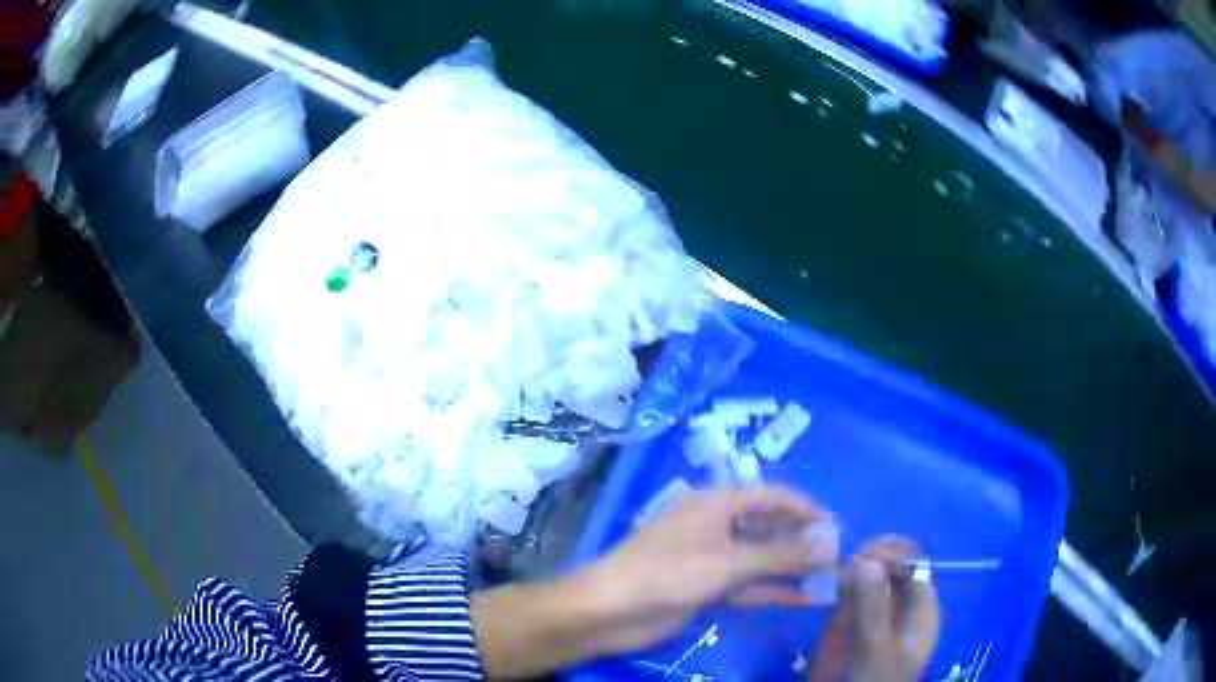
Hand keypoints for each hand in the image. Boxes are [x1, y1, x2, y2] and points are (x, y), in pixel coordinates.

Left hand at [582, 486, 837, 653]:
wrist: (612, 610)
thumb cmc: (670, 573)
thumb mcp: (729, 563)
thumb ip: (781, 557)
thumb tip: (829, 548)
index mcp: (717, 502)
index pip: (772, 496)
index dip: (806, 509)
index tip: (836, 527)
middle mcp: (716, 524)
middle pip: (768, 527)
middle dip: (801, 540)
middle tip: (836, 554)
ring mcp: (711, 557)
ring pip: (760, 558)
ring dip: (790, 567)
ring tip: (828, 575)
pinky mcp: (706, 586)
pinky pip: (747, 584)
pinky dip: (772, 590)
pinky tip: (802, 598)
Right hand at [809, 536, 941, 681]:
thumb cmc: (873, 681)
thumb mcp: (876, 650)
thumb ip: (874, 609)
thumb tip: (867, 561)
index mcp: (920, 606)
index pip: (914, 563)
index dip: (893, 553)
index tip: (864, 555)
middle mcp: (899, 601)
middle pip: (893, 562)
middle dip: (871, 554)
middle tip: (846, 564)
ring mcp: (875, 608)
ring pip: (869, 571)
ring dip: (852, 564)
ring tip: (834, 571)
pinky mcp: (849, 617)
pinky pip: (847, 588)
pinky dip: (837, 579)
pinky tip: (825, 581)